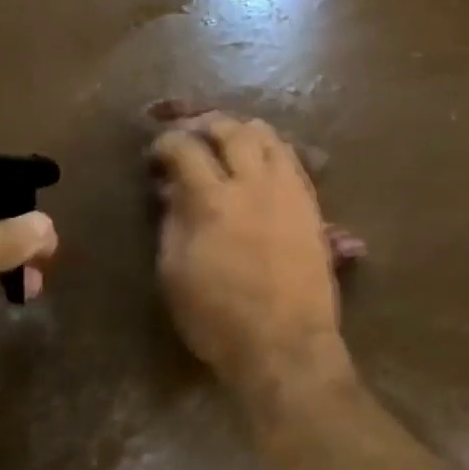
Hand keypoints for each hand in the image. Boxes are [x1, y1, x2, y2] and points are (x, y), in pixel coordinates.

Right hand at [150, 113, 346, 390]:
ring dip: (243, 131)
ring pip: (269, 136)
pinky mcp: (311, 206)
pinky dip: (272, 150)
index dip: (165, 143)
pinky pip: (293, 160)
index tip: (157, 153)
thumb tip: (171, 190)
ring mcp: (288, 192)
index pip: (185, 148)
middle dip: (205, 124)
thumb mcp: (174, 273)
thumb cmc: (218, 318)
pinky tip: (261, 164)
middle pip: (231, 129)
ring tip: (228, 143)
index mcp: (213, 201)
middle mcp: (254, 184)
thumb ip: (171, 222)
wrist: (284, 345)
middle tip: (192, 136)